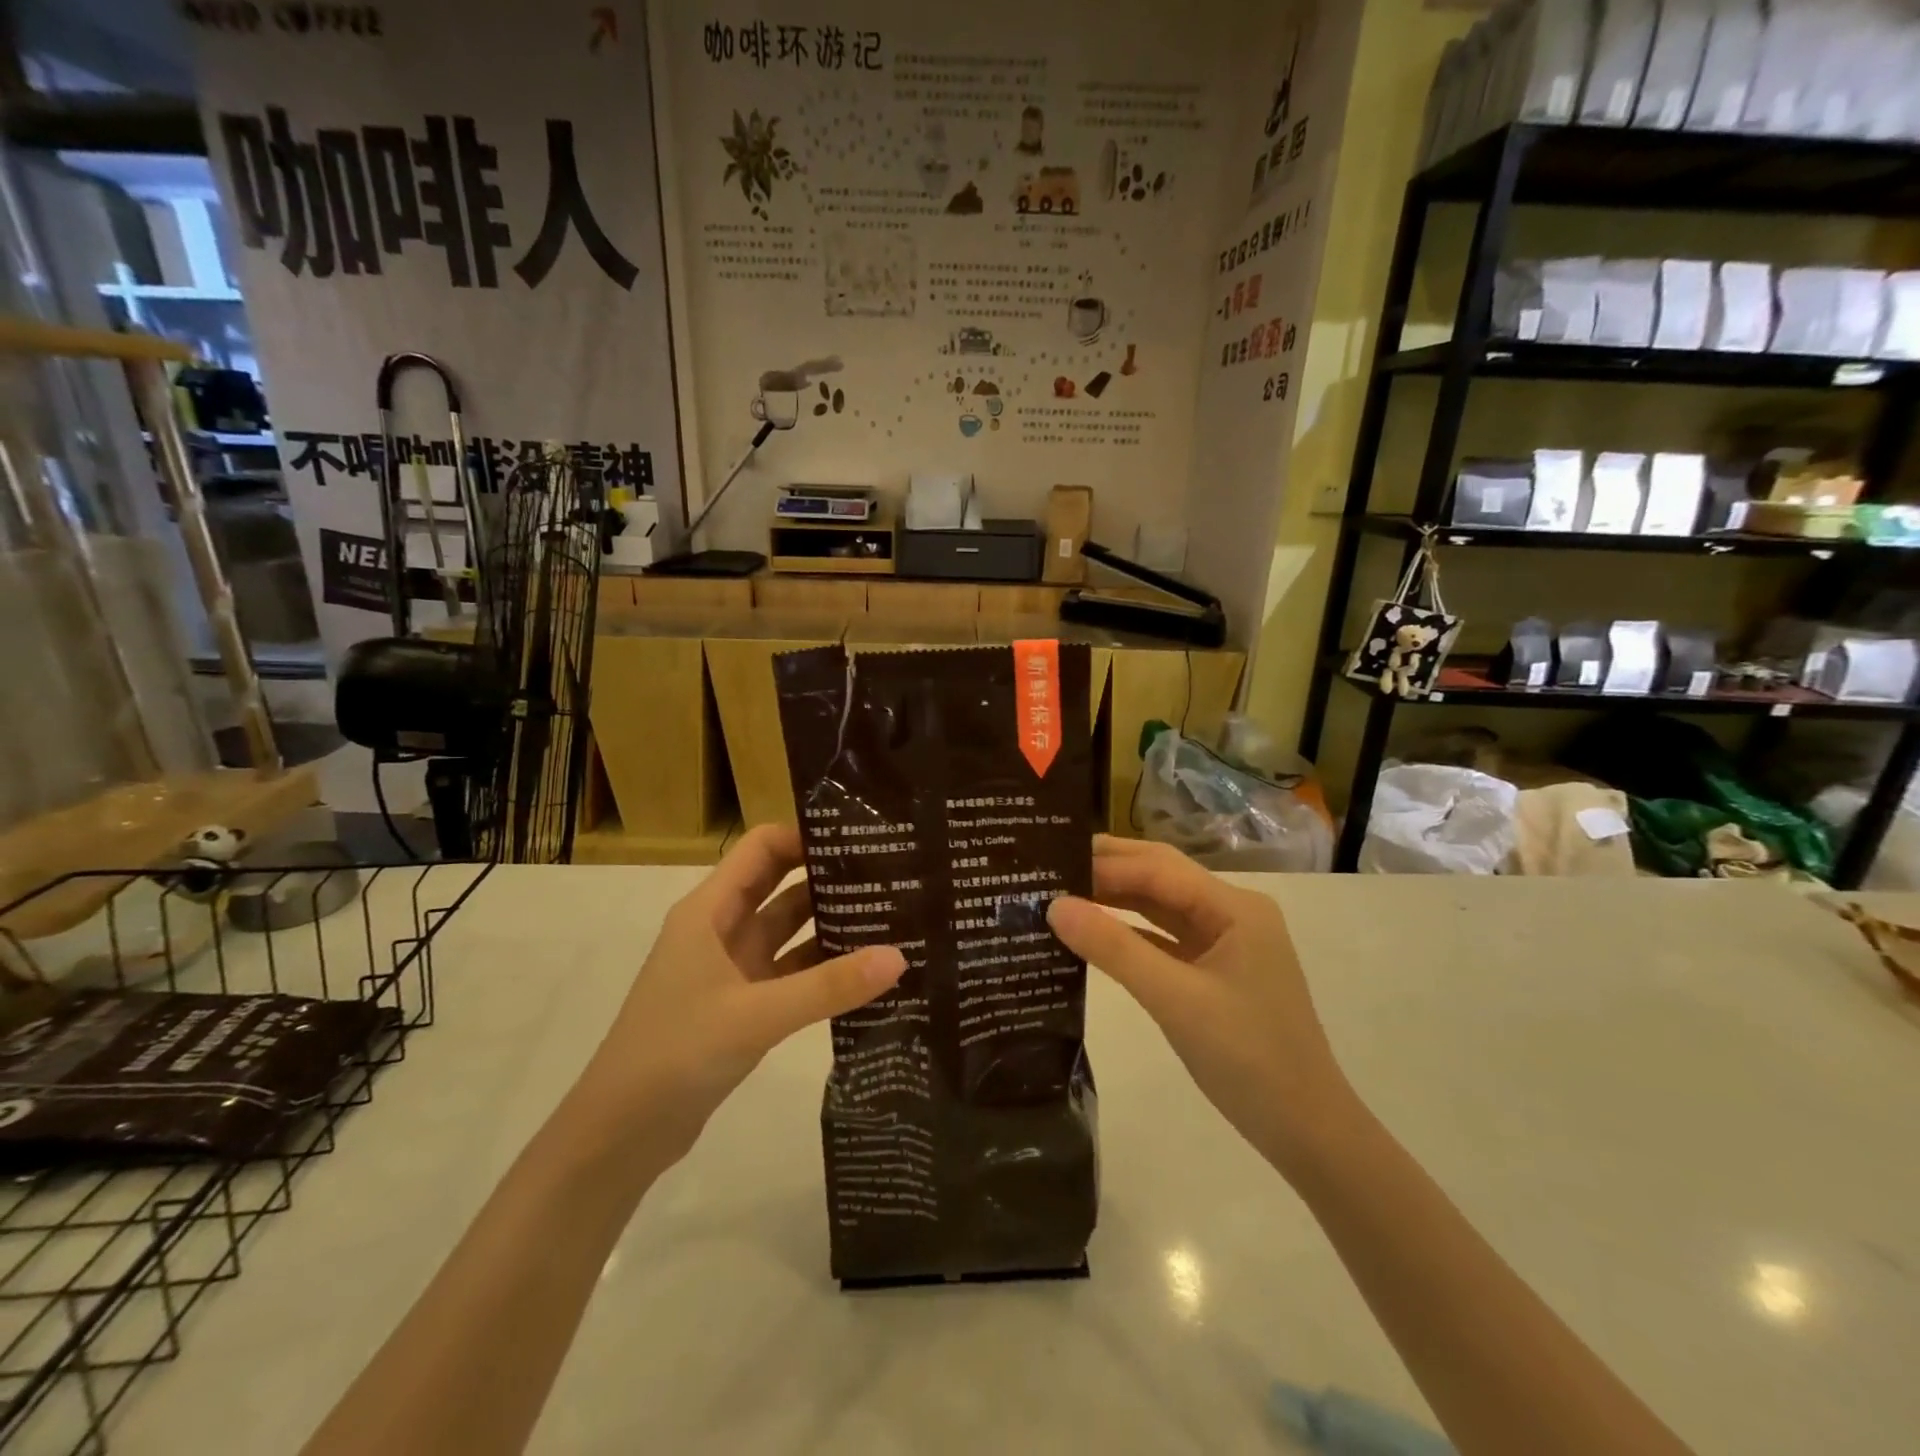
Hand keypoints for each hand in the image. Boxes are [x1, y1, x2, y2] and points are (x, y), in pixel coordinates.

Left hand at [576, 824, 904, 1163]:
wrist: (620, 1135)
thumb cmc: (675, 1053)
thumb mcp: (755, 1015)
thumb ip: (828, 986)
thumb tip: (899, 956)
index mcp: (709, 910)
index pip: (763, 849)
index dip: (806, 836)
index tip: (862, 838)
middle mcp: (721, 930)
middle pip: (781, 884)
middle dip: (829, 876)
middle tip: (890, 872)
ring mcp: (732, 969)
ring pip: (789, 931)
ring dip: (831, 923)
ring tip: (892, 915)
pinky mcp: (742, 1005)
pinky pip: (792, 973)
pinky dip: (823, 968)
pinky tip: (867, 972)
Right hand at [1047, 836, 1357, 1172]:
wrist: (1306, 1131)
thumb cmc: (1248, 1059)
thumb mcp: (1175, 1000)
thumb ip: (1114, 949)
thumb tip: (1054, 906)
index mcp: (1234, 907)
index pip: (1158, 868)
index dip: (1103, 864)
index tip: (1050, 863)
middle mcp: (1231, 913)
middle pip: (1160, 877)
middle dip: (1107, 869)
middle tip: (1048, 867)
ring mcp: (1224, 942)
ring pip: (1159, 906)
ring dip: (1114, 899)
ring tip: (1060, 893)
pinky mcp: (1213, 971)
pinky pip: (1163, 939)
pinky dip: (1128, 933)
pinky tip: (1091, 933)